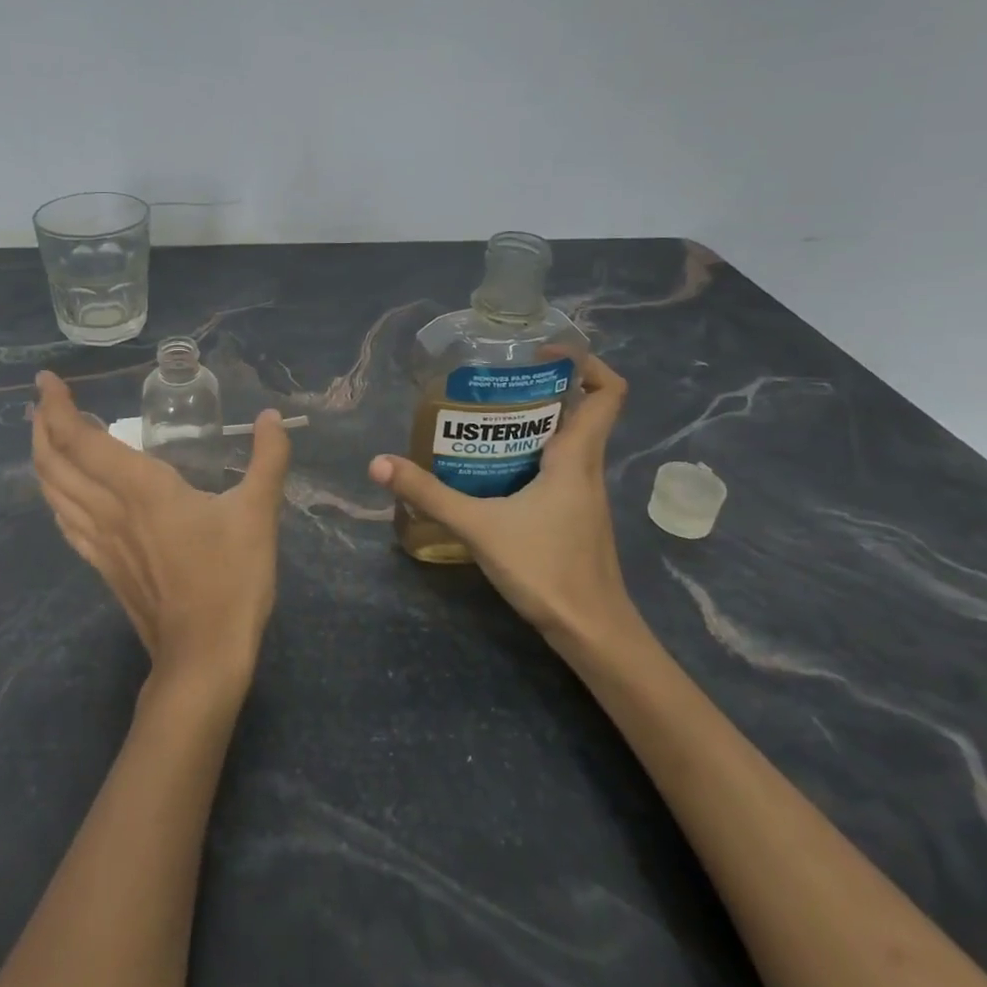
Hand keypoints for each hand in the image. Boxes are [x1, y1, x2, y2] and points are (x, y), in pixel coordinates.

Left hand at [32, 371, 292, 689]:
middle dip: (41, 427)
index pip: (82, 440)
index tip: (46, 380)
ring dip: (42, 459)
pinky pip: (66, 522)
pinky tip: (63, 494)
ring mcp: (101, 542)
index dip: (58, 407)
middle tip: (43, 401)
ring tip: (46, 435)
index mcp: (141, 489)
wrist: (203, 656)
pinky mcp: (104, 567)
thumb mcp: (258, 513)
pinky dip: (56, 496)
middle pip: (54, 463)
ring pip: (53, 493)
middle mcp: (110, 510)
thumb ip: (267, 459)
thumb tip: (271, 416)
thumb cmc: (230, 579)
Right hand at [369, 353, 636, 648]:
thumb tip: (379, 463)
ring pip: (567, 440)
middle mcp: (586, 467)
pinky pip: (556, 467)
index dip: (585, 362)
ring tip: (482, 416)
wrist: (593, 634)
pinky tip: (490, 468)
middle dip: (541, 387)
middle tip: (493, 381)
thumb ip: (428, 494)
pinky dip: (529, 454)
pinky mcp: (574, 515)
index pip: (607, 392)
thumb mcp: (479, 527)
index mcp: (577, 456)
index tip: (543, 352)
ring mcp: (583, 493)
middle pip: (580, 409)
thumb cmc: (547, 570)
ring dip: (532, 422)